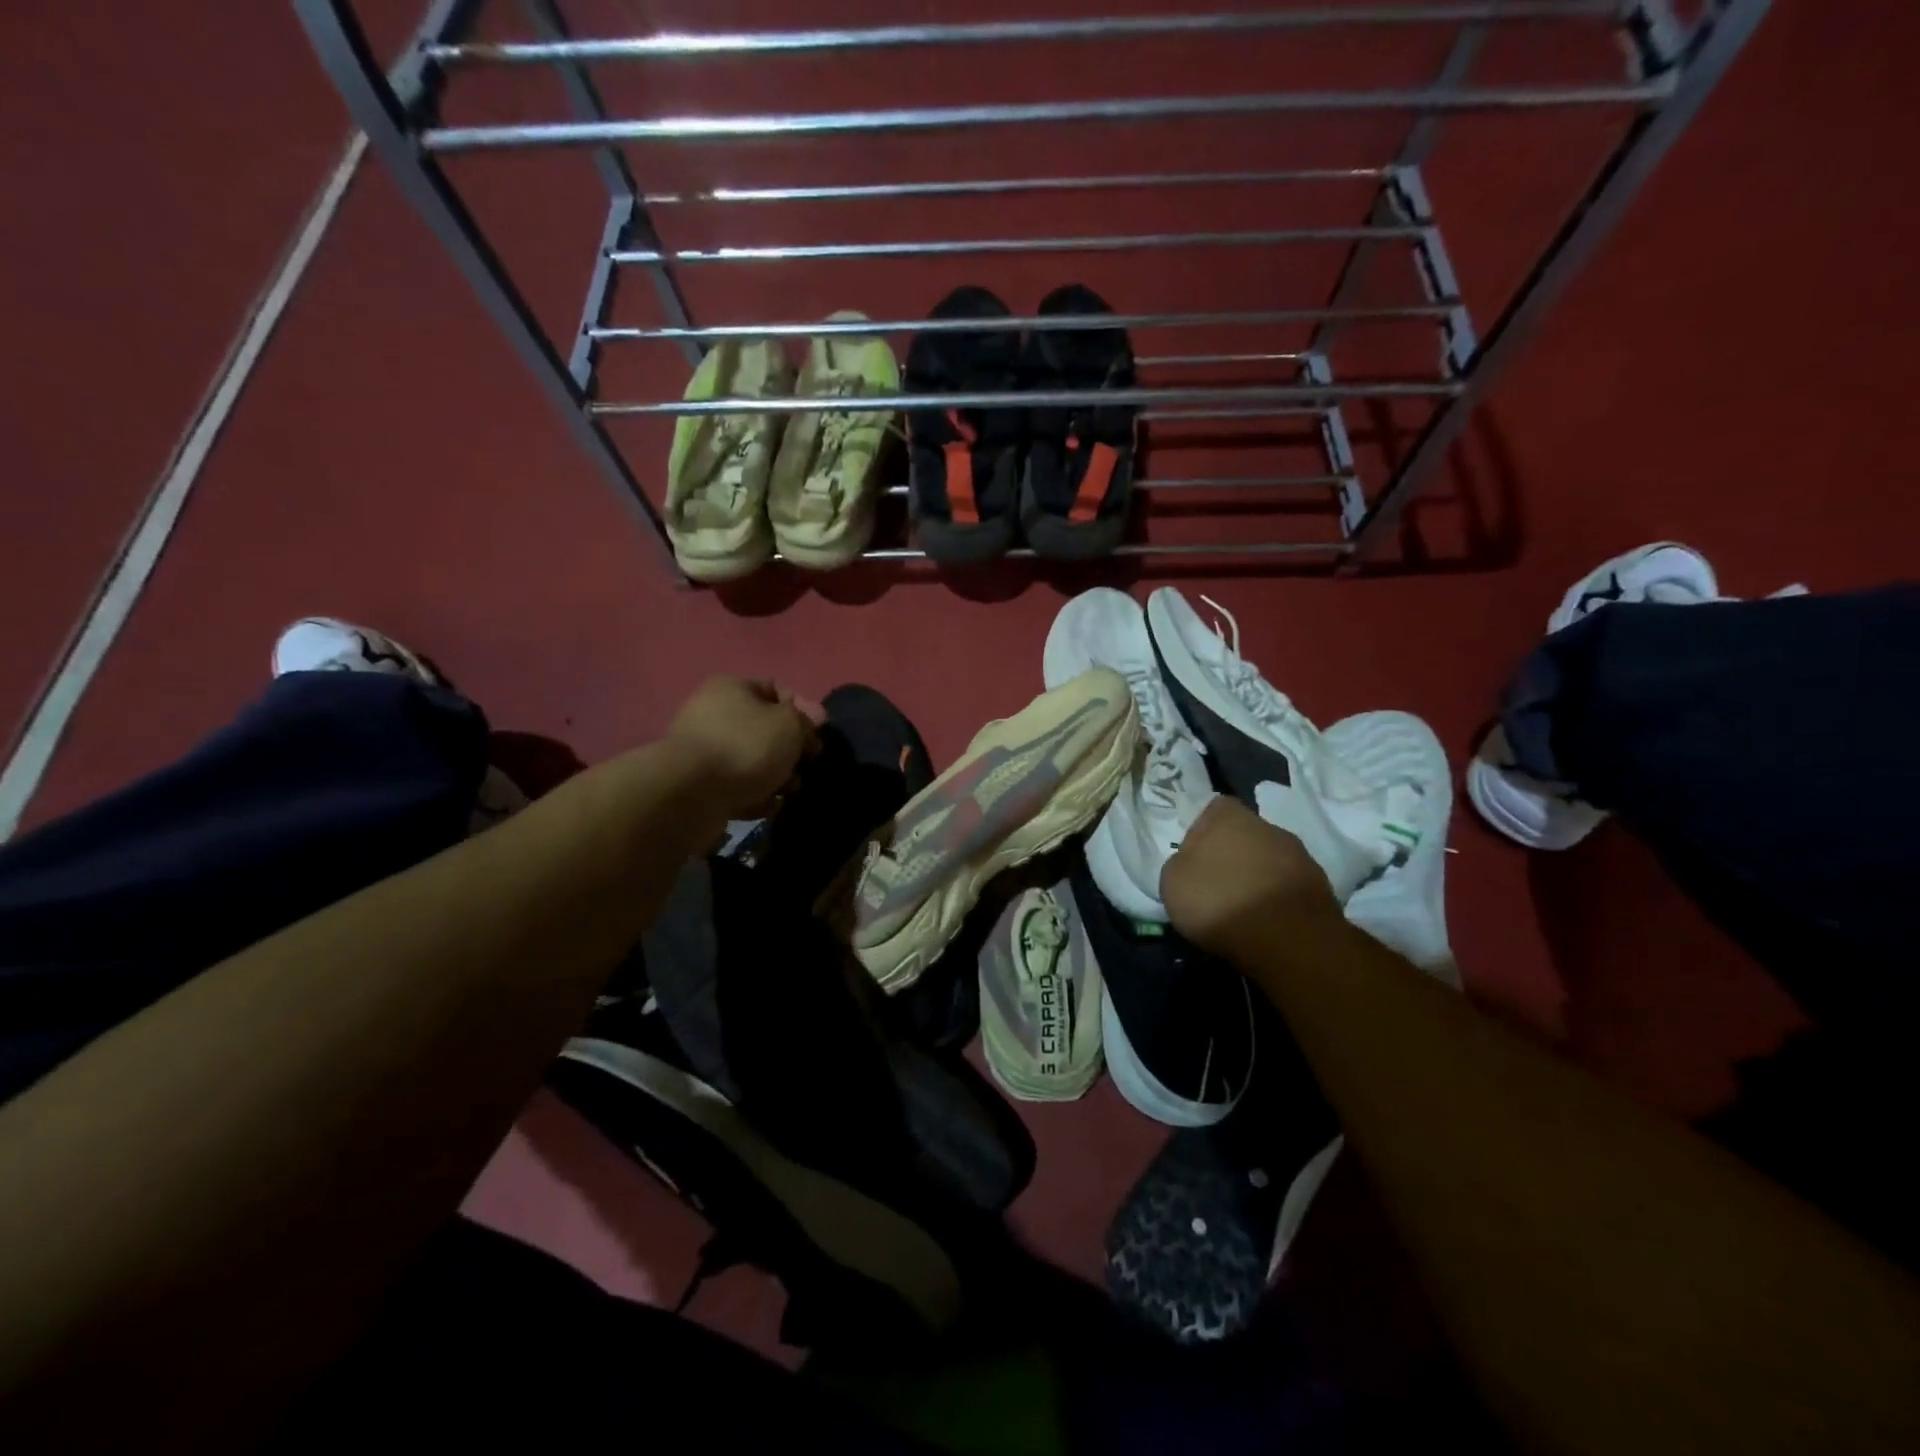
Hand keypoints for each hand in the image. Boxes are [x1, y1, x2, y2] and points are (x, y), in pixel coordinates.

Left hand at [665, 677, 819, 818]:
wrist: (693, 794)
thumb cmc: (746, 746)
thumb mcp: (789, 724)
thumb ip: (804, 720)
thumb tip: (808, 722)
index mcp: (731, 688)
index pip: (776, 690)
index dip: (803, 709)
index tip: (820, 732)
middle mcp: (713, 714)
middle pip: (765, 728)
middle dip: (791, 748)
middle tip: (806, 764)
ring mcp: (704, 751)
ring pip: (753, 760)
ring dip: (777, 775)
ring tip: (789, 790)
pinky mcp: (700, 784)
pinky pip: (738, 786)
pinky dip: (756, 795)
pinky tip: (767, 805)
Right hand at [1162, 797, 1341, 958]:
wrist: (1288, 938)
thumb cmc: (1219, 901)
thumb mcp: (1172, 883)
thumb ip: (1179, 864)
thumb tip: (1189, 863)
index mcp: (1227, 816)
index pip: (1213, 809)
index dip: (1203, 831)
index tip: (1194, 857)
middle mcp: (1266, 825)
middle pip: (1244, 834)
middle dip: (1232, 854)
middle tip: (1216, 883)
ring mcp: (1299, 854)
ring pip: (1268, 859)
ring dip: (1257, 876)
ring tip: (1242, 907)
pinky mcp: (1320, 886)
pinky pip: (1287, 886)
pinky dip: (1277, 899)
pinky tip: (1266, 921)